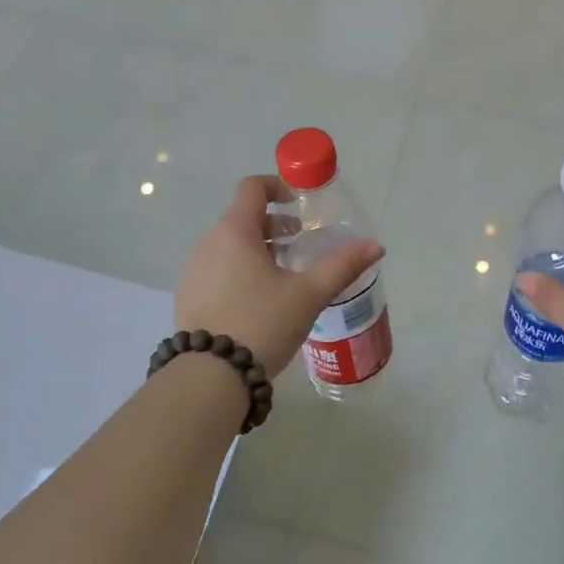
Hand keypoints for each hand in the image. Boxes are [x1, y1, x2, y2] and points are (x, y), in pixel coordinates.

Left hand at [175, 176, 383, 379]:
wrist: (210, 377)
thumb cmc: (262, 323)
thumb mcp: (308, 295)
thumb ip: (342, 266)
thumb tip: (376, 246)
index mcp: (234, 232)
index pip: (252, 188)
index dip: (278, 186)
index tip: (300, 202)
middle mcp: (208, 243)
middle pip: (242, 218)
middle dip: (274, 224)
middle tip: (301, 244)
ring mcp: (193, 271)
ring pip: (229, 246)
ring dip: (257, 249)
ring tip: (283, 276)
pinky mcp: (188, 297)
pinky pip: (217, 269)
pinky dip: (239, 270)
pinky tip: (258, 301)